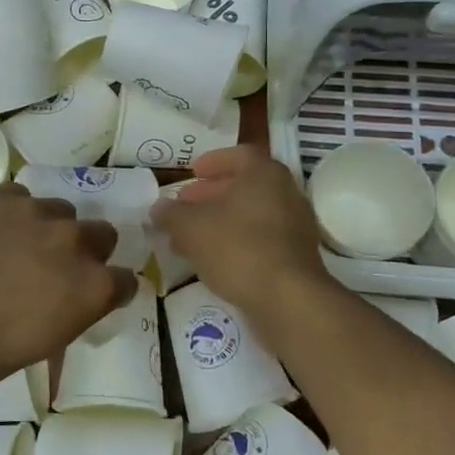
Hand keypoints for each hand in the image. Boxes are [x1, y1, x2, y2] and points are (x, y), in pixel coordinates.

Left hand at [0, 183, 133, 395]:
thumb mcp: (44, 342)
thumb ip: (70, 309)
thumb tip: (66, 297)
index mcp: (93, 287)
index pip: (125, 280)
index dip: (110, 288)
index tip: (91, 295)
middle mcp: (74, 241)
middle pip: (101, 233)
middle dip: (85, 249)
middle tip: (53, 266)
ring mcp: (35, 212)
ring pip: (58, 210)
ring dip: (46, 227)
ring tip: (12, 245)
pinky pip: (17, 196)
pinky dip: (9, 212)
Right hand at [151, 146, 324, 319]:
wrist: (288, 300)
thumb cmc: (238, 248)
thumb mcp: (191, 228)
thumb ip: (171, 214)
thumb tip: (158, 208)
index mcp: (265, 174)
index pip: (240, 155)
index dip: (213, 161)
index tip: (193, 172)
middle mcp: (286, 193)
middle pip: (245, 186)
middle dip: (211, 195)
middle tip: (185, 206)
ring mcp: (295, 227)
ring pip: (251, 215)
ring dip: (220, 221)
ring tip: (190, 237)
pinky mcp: (296, 257)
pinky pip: (261, 240)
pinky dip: (236, 242)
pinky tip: (213, 260)